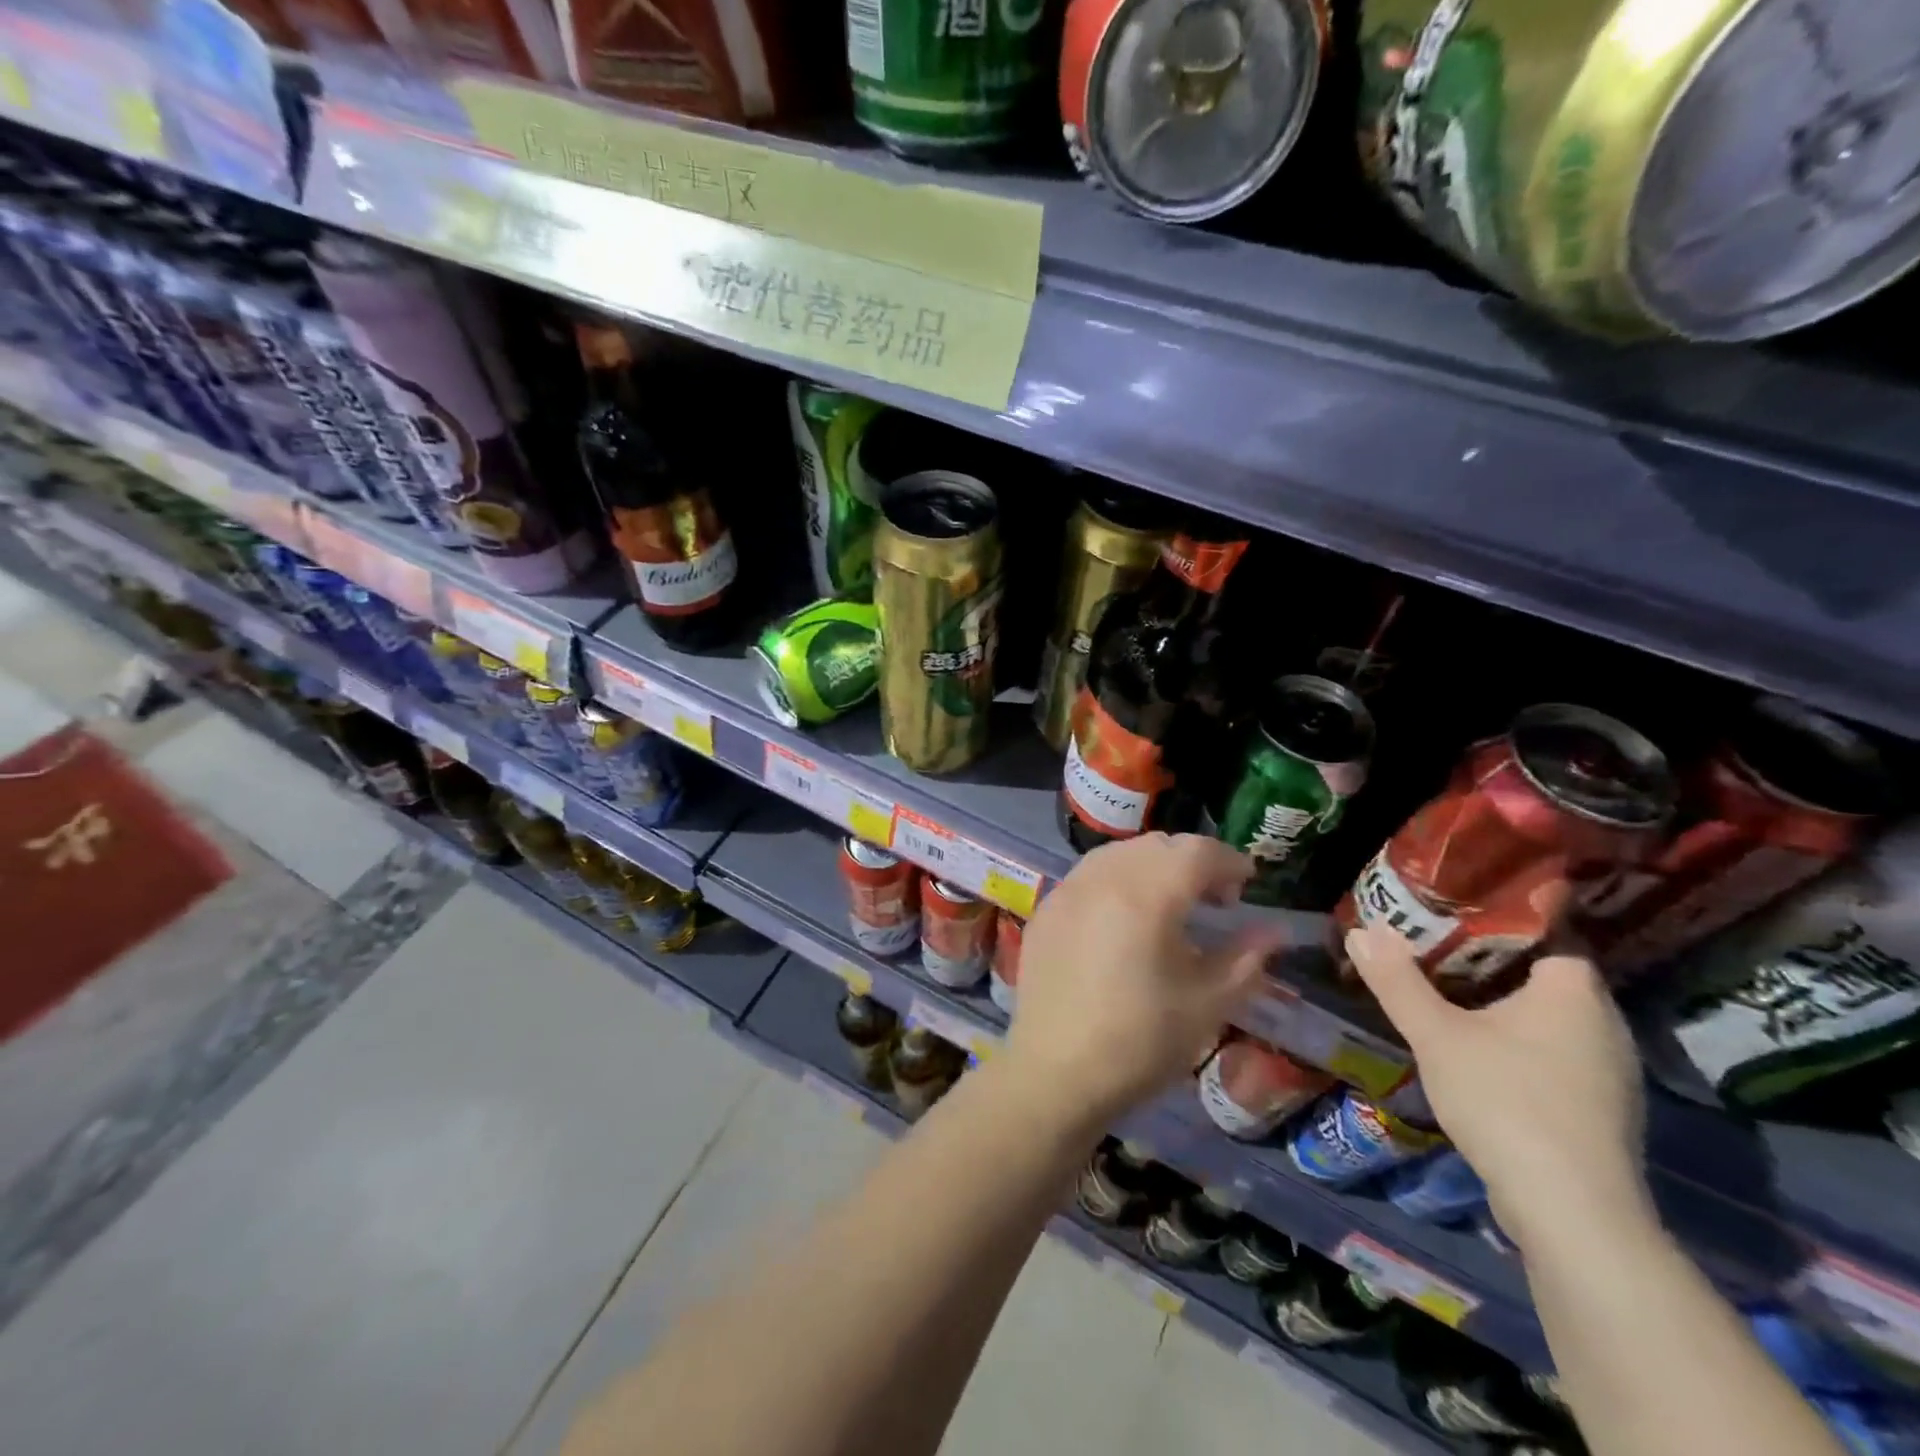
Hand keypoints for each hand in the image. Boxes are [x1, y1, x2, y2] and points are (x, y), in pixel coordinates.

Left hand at [1006, 834, 1285, 1128]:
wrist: (1055, 1073)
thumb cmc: (1141, 1042)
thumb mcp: (1207, 1004)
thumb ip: (1245, 958)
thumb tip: (1274, 931)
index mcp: (1146, 895)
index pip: (1197, 851)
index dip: (1229, 861)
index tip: (1247, 885)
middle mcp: (1102, 878)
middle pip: (1157, 845)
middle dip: (1192, 861)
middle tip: (1214, 899)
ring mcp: (1066, 890)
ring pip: (1119, 853)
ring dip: (1153, 866)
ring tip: (1170, 907)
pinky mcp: (1045, 909)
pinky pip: (1089, 875)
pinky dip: (1117, 881)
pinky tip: (1124, 921)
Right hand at [1345, 925, 1649, 1249]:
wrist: (1572, 1213)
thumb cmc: (1506, 1101)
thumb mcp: (1437, 1035)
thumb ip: (1398, 982)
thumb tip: (1361, 930)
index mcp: (1574, 992)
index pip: (1548, 931)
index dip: (1502, 916)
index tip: (1454, 907)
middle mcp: (1603, 1023)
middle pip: (1544, 972)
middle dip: (1491, 958)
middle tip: (1434, 942)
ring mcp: (1608, 1069)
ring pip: (1548, 1015)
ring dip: (1503, 1002)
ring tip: (1446, 989)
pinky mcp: (1598, 1107)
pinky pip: (1553, 1050)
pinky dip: (1518, 1039)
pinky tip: (1478, 1048)